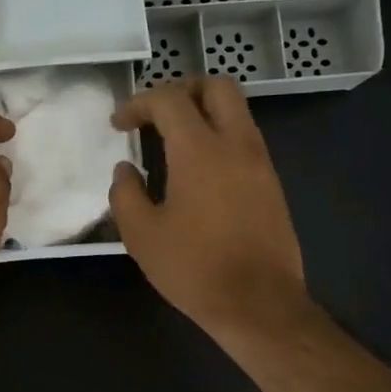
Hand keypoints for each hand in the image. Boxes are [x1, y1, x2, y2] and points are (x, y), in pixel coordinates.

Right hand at [108, 77, 308, 341]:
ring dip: (204, 112)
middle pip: (216, 86)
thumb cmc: (194, 268)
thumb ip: (125, 193)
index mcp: (200, 150)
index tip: (119, 123)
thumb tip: (126, 169)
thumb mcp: (141, 235)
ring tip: (173, 141)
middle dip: (182, 89)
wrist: (259, 304)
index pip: (169, 100)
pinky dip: (219, 136)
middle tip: (155, 114)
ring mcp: (260, 162)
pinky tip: (198, 169)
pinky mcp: (272, 183)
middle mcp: (236, 144)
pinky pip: (245, 139)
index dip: (138, 103)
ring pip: (236, 111)